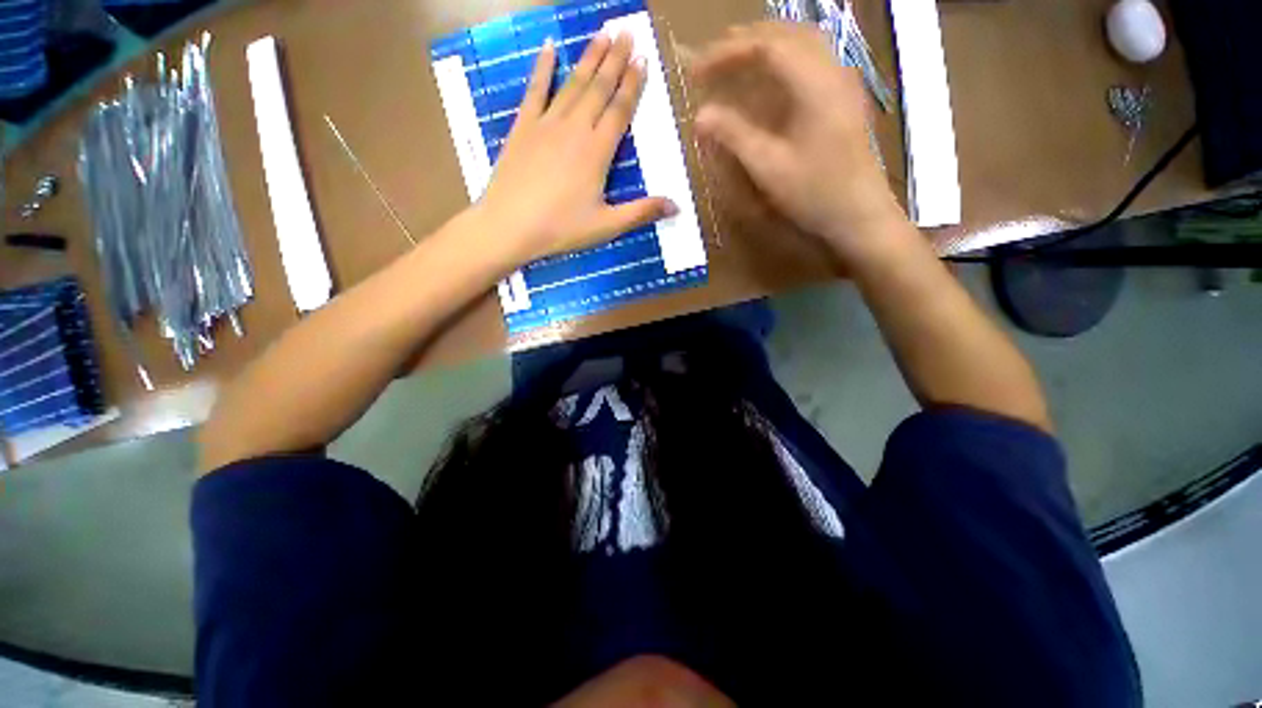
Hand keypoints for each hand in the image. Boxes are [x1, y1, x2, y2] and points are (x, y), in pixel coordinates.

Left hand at [475, 30, 676, 264]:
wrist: (510, 226)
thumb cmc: (561, 228)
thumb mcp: (607, 226)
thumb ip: (641, 212)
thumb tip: (677, 206)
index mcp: (597, 152)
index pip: (620, 110)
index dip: (633, 84)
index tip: (643, 58)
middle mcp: (575, 129)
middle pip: (599, 88)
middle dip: (615, 59)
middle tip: (627, 32)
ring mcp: (546, 124)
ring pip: (573, 84)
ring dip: (589, 58)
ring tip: (602, 34)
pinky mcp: (523, 127)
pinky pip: (535, 90)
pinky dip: (542, 68)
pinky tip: (548, 48)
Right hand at [692, 22, 907, 266]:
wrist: (860, 215)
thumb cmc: (815, 193)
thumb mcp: (769, 168)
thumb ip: (734, 136)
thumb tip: (700, 115)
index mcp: (814, 84)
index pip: (767, 46)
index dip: (728, 53)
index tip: (697, 72)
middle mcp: (831, 72)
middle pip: (786, 35)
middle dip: (744, 43)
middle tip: (712, 62)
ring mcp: (841, 84)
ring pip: (801, 45)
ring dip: (764, 48)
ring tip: (734, 64)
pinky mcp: (843, 100)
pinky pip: (810, 64)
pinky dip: (781, 64)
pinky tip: (767, 83)